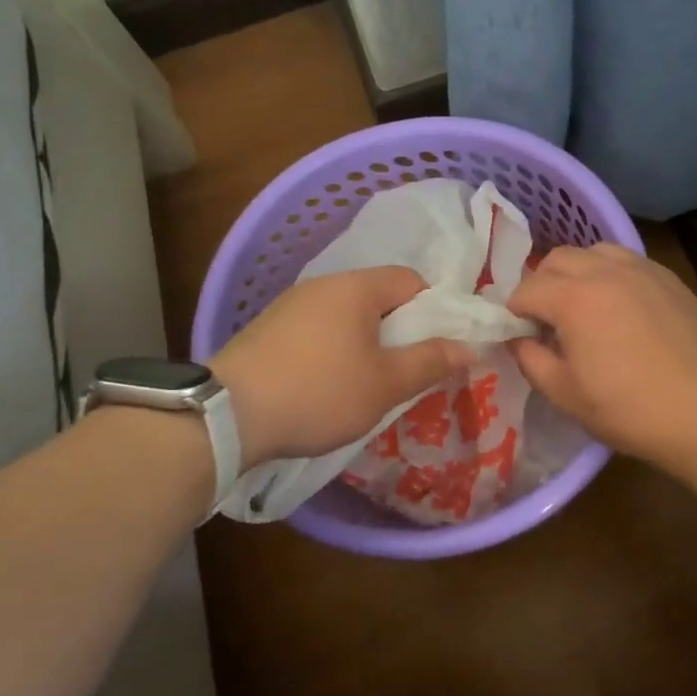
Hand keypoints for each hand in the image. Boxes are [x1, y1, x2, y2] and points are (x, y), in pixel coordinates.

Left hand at [209, 266, 472, 465]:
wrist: (227, 415)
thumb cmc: (319, 392)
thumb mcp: (385, 384)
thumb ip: (430, 362)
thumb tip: (469, 346)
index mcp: (356, 287)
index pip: (411, 280)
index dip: (434, 310)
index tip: (437, 347)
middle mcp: (323, 285)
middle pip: (378, 297)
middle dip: (399, 330)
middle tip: (407, 371)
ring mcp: (290, 305)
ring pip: (346, 316)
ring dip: (365, 343)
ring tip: (368, 384)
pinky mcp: (268, 330)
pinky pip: (317, 331)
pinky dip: (333, 351)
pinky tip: (327, 385)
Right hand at [506, 245, 696, 473]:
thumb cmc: (628, 409)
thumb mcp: (564, 394)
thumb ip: (531, 360)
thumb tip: (519, 340)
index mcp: (573, 298)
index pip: (526, 289)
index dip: (514, 311)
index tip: (518, 333)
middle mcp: (605, 271)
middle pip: (558, 259)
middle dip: (542, 283)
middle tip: (546, 318)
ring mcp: (641, 270)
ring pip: (595, 251)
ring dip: (578, 271)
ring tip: (584, 304)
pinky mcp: (668, 278)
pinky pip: (628, 261)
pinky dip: (611, 274)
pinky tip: (620, 306)